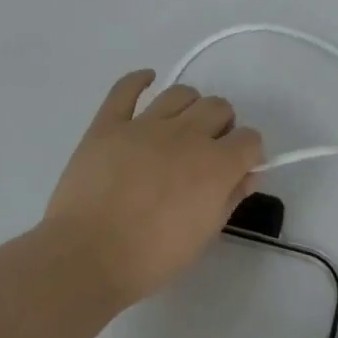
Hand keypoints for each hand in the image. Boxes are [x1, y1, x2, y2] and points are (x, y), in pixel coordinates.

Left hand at [44, 70, 263, 305]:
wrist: (87, 257)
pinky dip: (139, 80)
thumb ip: (231, 198)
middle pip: (218, 107)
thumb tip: (248, 174)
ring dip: (189, 107)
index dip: (248, 153)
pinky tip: (147, 81)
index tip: (238, 168)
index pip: (249, 139)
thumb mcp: (204, 235)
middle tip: (207, 150)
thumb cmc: (152, 257)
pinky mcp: (108, 124)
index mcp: (215, 164)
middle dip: (221, 126)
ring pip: (180, 93)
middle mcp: (186, 134)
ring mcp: (144, 125)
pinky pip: (125, 89)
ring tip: (180, 127)